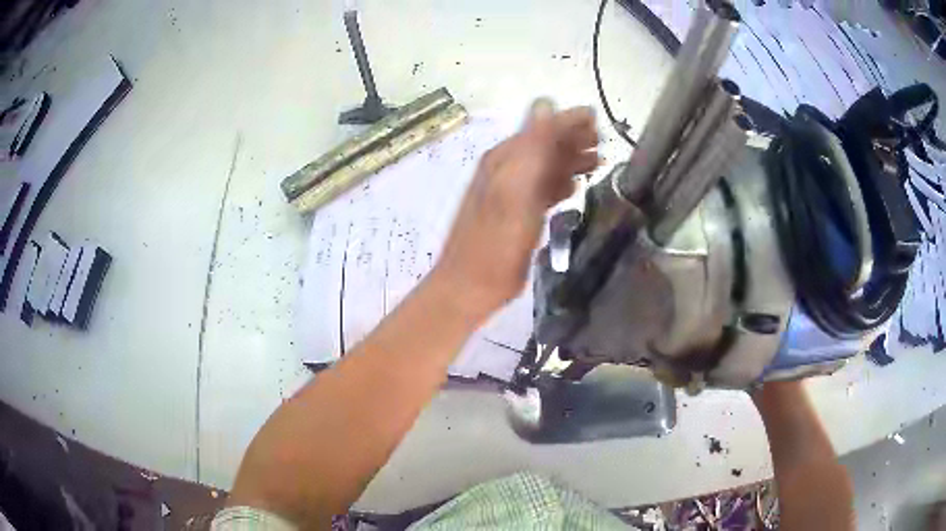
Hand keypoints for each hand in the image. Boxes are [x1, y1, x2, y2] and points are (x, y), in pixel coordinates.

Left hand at [431, 100, 599, 321]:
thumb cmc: (496, 240)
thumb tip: (545, 103)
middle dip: (573, 140)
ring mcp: (512, 193)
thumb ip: (532, 146)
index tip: (597, 118)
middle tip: (603, 141)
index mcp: (505, 159)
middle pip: (545, 145)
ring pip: (546, 167)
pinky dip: (561, 184)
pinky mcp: (518, 214)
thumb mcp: (515, 189)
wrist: (472, 285)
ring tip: (598, 161)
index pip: (541, 128)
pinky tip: (575, 188)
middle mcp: (507, 170)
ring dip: (571, 161)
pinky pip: (543, 190)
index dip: (568, 121)